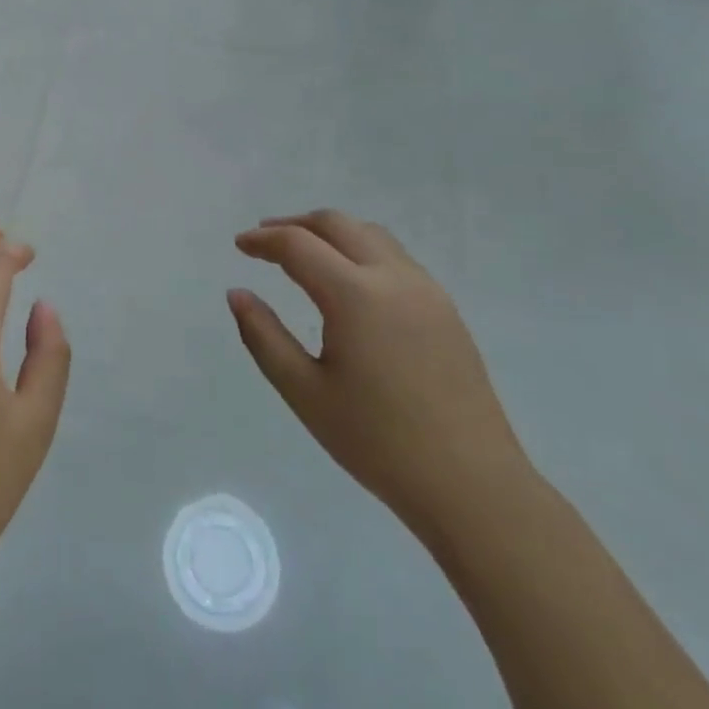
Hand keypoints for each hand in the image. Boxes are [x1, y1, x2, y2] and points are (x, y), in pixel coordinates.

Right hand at [230, 210, 530, 539]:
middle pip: (337, 224)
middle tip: (265, 238)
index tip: (240, 245)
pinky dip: (360, 250)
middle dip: (296, 224)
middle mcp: (393, 277)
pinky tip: (349, 281)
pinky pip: (395, 257)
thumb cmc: (377, 442)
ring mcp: (426, 290)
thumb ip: (264, 336)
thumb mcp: (305, 392)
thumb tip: (237, 293)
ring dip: (332, 233)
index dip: (264, 240)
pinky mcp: (445, 309)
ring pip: (371, 235)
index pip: (299, 245)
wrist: (471, 484)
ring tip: (304, 252)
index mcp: (354, 295)